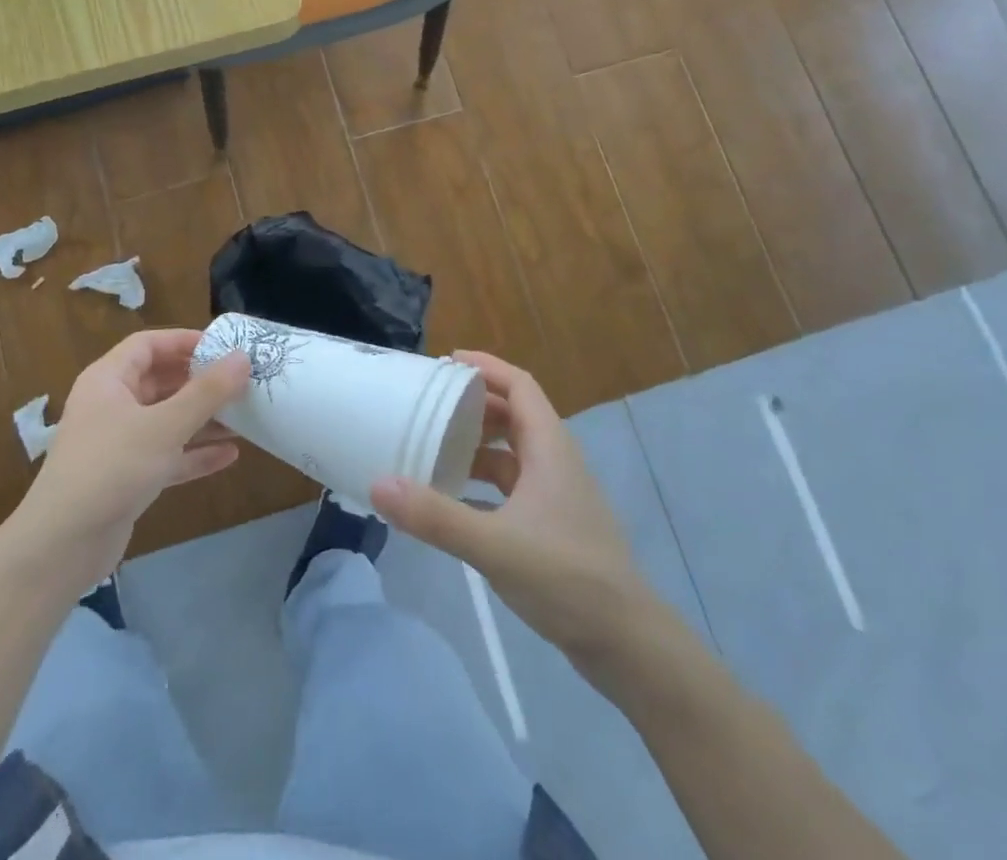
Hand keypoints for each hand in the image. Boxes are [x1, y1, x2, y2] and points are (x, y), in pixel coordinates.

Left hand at [12, 330, 249, 592]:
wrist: (61, 547)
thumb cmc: (111, 468)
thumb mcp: (164, 426)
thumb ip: (207, 392)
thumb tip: (243, 357)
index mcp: (109, 380)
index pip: (148, 344)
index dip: (185, 341)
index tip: (224, 346)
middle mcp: (112, 405)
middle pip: (161, 381)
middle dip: (201, 382)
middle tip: (242, 381)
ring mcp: (118, 443)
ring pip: (167, 420)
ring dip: (203, 418)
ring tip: (246, 416)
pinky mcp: (127, 478)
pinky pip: (167, 455)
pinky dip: (194, 453)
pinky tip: (230, 456)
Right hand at [371, 351, 646, 668]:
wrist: (628, 645)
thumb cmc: (566, 578)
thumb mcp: (493, 544)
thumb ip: (435, 516)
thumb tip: (379, 484)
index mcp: (550, 448)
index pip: (519, 385)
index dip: (485, 366)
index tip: (446, 362)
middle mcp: (555, 462)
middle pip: (513, 415)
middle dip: (473, 404)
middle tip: (428, 404)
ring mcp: (556, 496)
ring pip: (512, 454)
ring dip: (476, 446)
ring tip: (433, 447)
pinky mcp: (553, 526)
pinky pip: (511, 488)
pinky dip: (482, 484)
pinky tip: (452, 500)